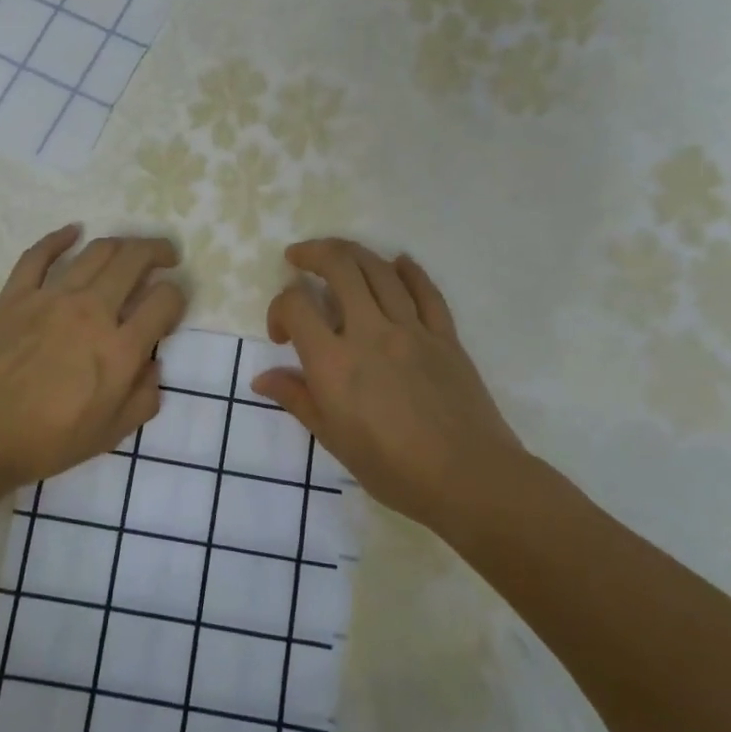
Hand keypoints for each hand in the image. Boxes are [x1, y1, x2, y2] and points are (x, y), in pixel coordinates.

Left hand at [0, 226, 186, 497]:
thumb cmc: (44, 443)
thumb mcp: (108, 435)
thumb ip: (142, 400)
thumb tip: (154, 366)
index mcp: (119, 349)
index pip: (164, 301)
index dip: (177, 297)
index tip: (171, 306)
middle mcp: (91, 312)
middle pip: (134, 261)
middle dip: (158, 251)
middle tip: (166, 255)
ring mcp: (50, 298)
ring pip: (95, 251)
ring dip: (121, 243)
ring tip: (129, 248)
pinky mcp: (14, 295)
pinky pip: (39, 255)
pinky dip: (59, 238)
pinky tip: (73, 232)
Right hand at [251, 239, 526, 529]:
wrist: (468, 478)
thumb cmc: (393, 468)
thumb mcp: (333, 439)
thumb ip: (297, 399)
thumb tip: (262, 379)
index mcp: (334, 362)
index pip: (296, 306)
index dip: (278, 309)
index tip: (282, 335)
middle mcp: (370, 333)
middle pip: (340, 267)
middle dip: (313, 253)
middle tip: (299, 257)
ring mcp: (412, 329)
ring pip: (379, 270)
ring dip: (353, 253)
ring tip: (337, 254)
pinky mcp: (445, 335)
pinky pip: (425, 291)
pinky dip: (409, 270)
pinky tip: (398, 263)